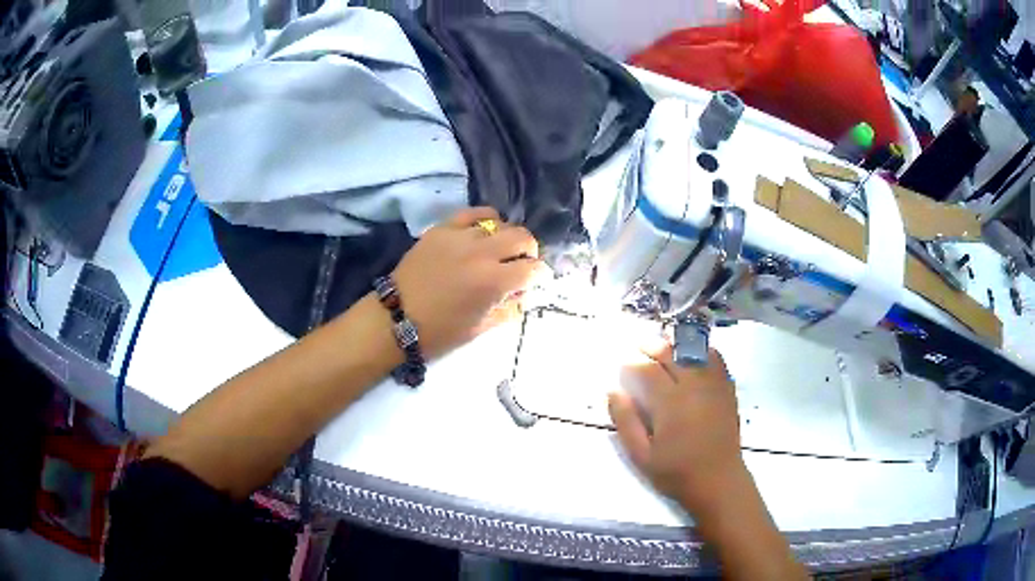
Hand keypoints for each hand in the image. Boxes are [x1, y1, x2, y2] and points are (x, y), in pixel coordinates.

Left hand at [392, 207, 545, 358]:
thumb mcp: (481, 329)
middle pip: (523, 237)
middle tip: (521, 263)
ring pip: (500, 224)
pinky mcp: (442, 229)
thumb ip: (509, 308)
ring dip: (506, 238)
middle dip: (529, 251)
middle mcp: (481, 253)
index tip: (536, 280)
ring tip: (498, 250)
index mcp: (493, 282)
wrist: (396, 319)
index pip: (533, 268)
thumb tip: (523, 293)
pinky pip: (473, 213)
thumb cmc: (439, 332)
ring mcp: (460, 237)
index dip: (540, 275)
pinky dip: (485, 220)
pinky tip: (484, 231)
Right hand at [609, 343, 744, 514]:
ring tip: (665, 345)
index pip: (648, 370)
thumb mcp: (641, 455)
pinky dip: (703, 351)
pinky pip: (716, 360)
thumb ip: (626, 422)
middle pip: (672, 354)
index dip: (632, 363)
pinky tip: (694, 353)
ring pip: (694, 352)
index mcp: (670, 403)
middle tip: (639, 345)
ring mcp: (713, 386)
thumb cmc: (676, 472)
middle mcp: (693, 387)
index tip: (622, 364)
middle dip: (653, 346)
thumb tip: (613, 391)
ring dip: (677, 344)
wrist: (718, 481)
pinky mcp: (727, 390)